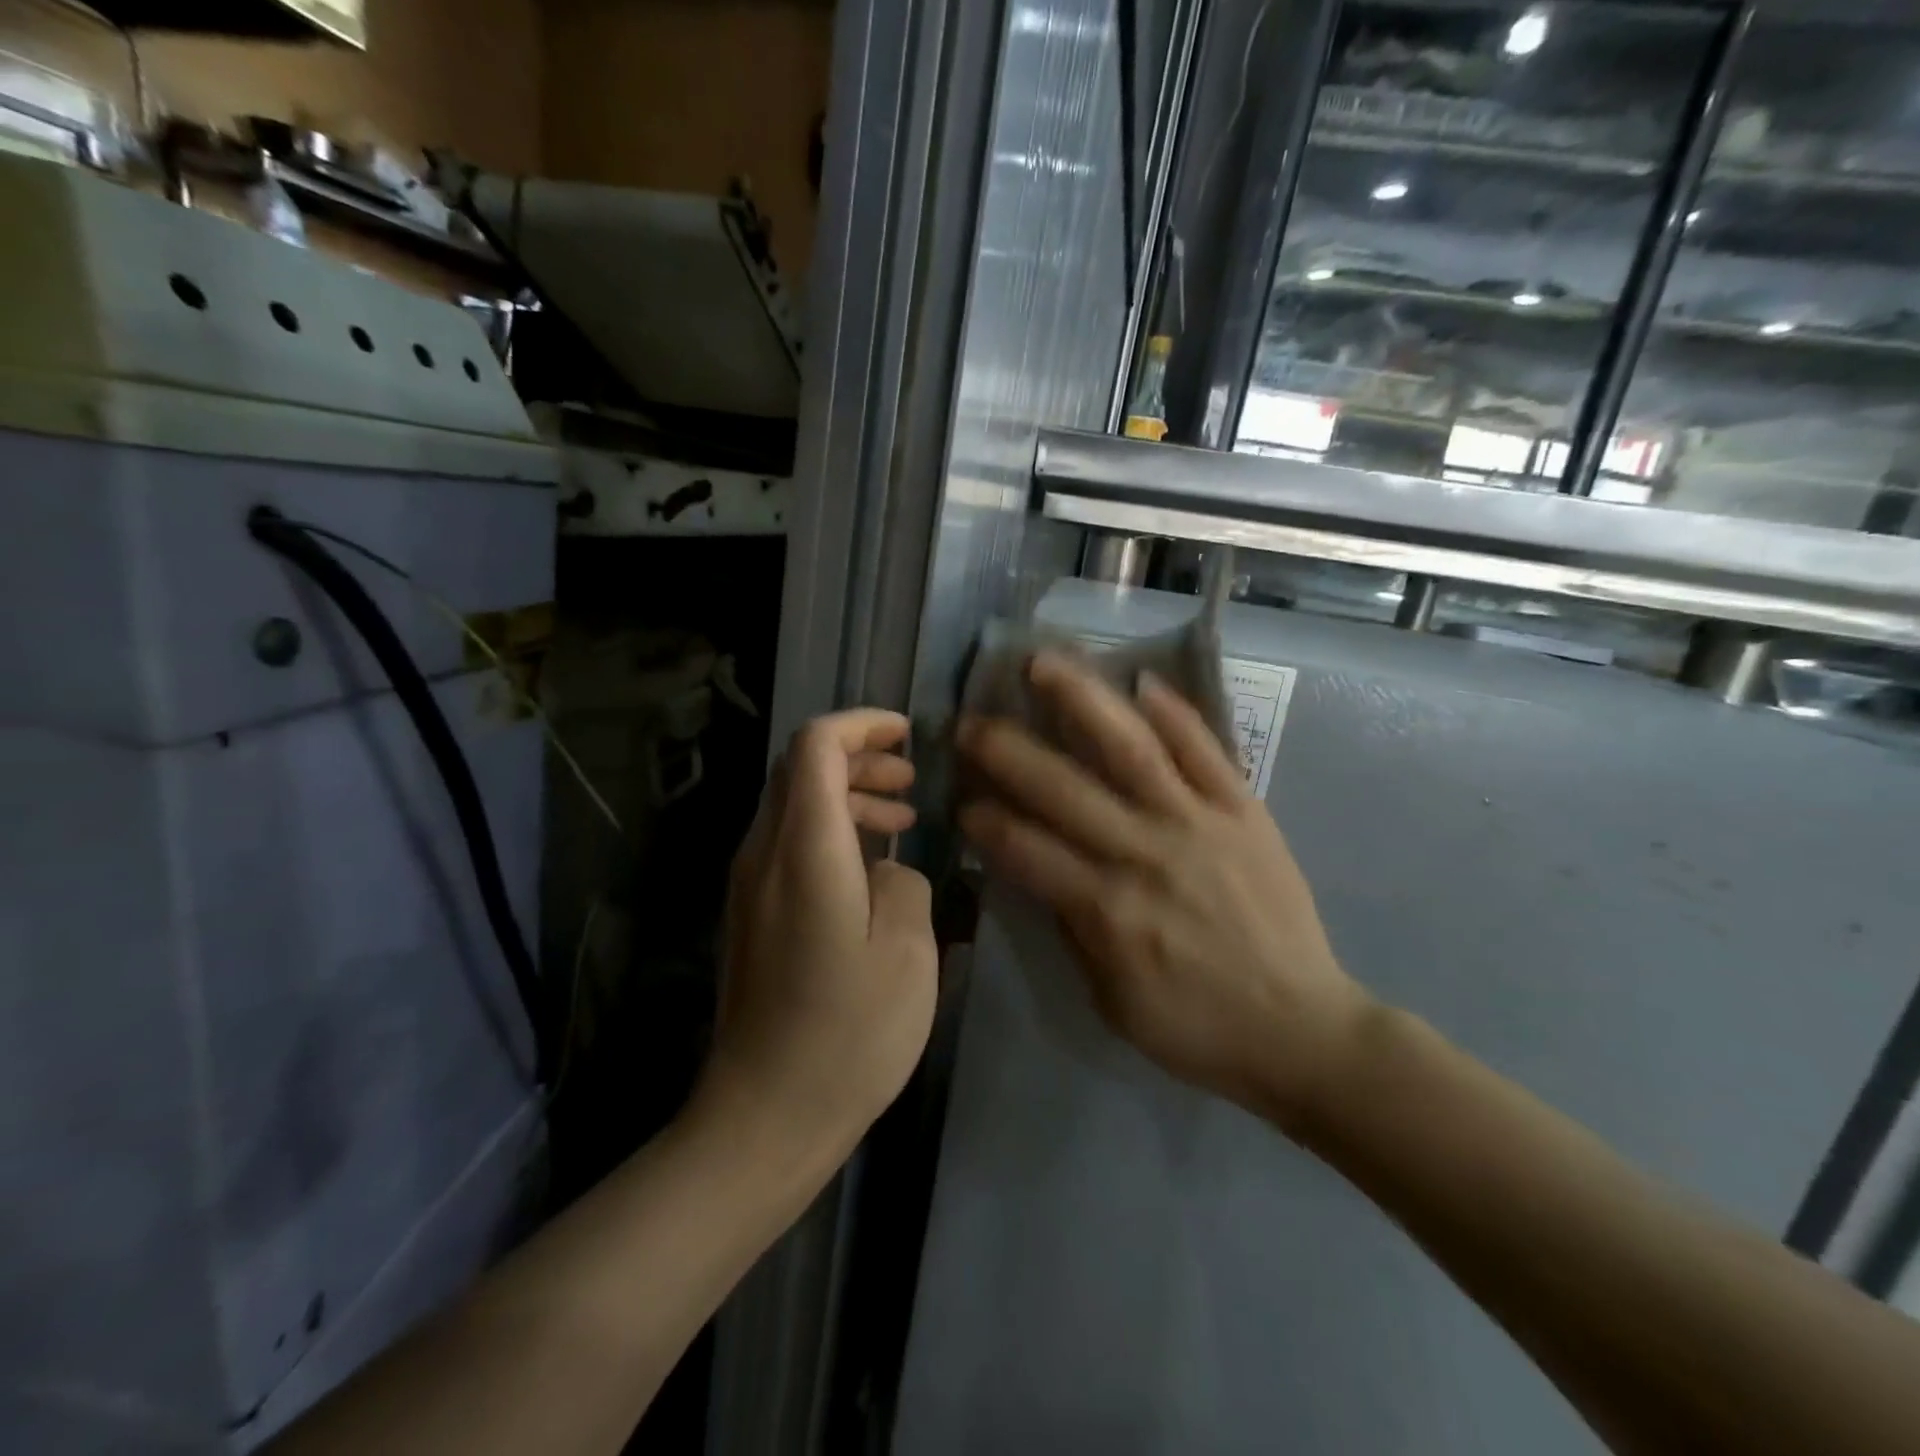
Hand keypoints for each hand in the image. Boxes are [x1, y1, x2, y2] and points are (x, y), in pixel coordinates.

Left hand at [699, 710, 938, 1164]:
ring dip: (848, 794)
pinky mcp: (752, 914)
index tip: (907, 735)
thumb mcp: (908, 952)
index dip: (860, 725)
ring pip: (794, 805)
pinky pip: (789, 843)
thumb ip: (905, 883)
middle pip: (799, 768)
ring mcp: (749, 885)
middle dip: (858, 756)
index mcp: (804, 850)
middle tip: (911, 780)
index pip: (815, 746)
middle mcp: (764, 853)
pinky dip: (832, 831)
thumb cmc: (848, 1033)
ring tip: (903, 818)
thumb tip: (887, 867)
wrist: (766, 1114)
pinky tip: (872, 866)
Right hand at [957, 653, 1375, 1132]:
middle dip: (1005, 750)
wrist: (1300, 1028)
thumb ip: (1071, 927)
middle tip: (969, 723)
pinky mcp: (1243, 811)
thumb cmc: (1195, 1026)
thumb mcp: (1110, 1000)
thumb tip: (1037, 870)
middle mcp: (1144, 853)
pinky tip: (1142, 680)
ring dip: (1081, 700)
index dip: (984, 820)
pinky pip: (1206, 751)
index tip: (960, 799)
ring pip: (1130, 748)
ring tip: (1043, 662)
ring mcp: (1198, 824)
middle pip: (1062, 788)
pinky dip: (1174, 713)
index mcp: (1106, 909)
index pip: (1024, 848)